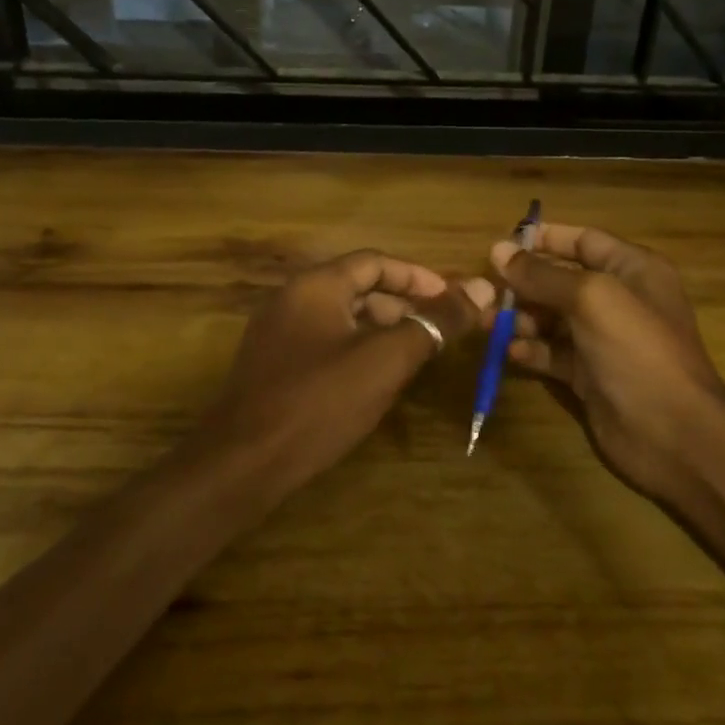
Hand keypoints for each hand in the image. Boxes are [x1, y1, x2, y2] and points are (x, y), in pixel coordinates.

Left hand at [202, 251, 492, 479]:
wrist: (242, 463)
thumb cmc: (319, 402)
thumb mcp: (386, 360)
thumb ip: (434, 322)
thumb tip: (482, 286)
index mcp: (316, 285)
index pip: (374, 262)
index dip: (417, 276)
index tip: (452, 297)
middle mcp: (292, 299)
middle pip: (357, 287)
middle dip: (402, 304)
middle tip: (438, 330)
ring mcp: (276, 333)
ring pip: (341, 317)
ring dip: (381, 329)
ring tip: (414, 355)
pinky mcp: (272, 365)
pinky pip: (323, 342)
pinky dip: (355, 349)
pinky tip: (374, 380)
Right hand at [490, 224, 724, 501]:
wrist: (673, 433)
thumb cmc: (637, 350)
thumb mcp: (591, 299)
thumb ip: (542, 274)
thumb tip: (498, 251)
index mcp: (633, 270)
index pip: (583, 241)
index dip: (544, 239)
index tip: (502, 245)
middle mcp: (618, 300)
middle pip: (561, 280)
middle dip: (523, 284)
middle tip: (484, 291)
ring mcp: (603, 340)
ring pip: (552, 319)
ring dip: (520, 318)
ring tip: (488, 324)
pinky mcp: (589, 376)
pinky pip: (552, 354)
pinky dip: (531, 351)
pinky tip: (512, 354)